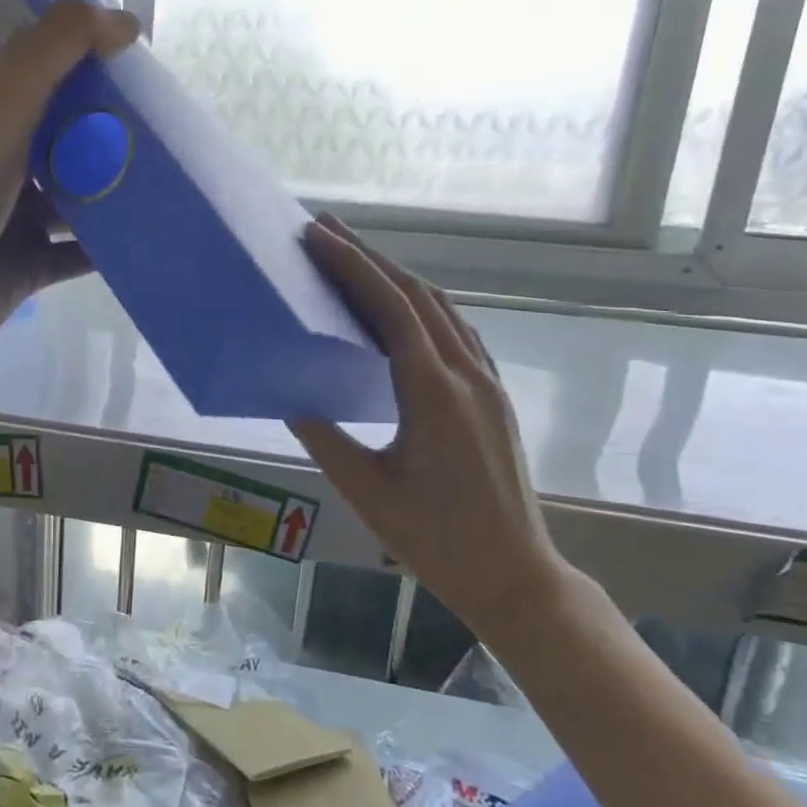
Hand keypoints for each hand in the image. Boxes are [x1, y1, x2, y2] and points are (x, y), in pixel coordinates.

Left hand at [0, 0, 140, 365]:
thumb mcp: (2, 108)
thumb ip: (54, 52)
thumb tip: (125, 20)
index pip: (43, 76)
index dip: (87, 62)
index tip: (141, 61)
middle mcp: (2, 165)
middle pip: (65, 139)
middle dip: (111, 132)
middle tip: (167, 128)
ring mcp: (15, 220)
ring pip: (76, 200)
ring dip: (114, 192)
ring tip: (169, 183)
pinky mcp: (29, 267)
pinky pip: (77, 254)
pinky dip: (107, 248)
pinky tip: (147, 238)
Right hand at [288, 217, 580, 637]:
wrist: (514, 574)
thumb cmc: (435, 540)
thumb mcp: (366, 490)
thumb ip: (325, 437)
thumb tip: (292, 396)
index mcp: (434, 393)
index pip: (391, 309)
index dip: (353, 267)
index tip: (317, 236)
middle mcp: (466, 374)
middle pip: (417, 296)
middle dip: (370, 258)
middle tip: (326, 231)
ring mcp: (487, 382)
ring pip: (441, 310)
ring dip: (397, 278)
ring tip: (355, 261)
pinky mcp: (494, 397)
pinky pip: (457, 332)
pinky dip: (421, 307)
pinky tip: (401, 313)